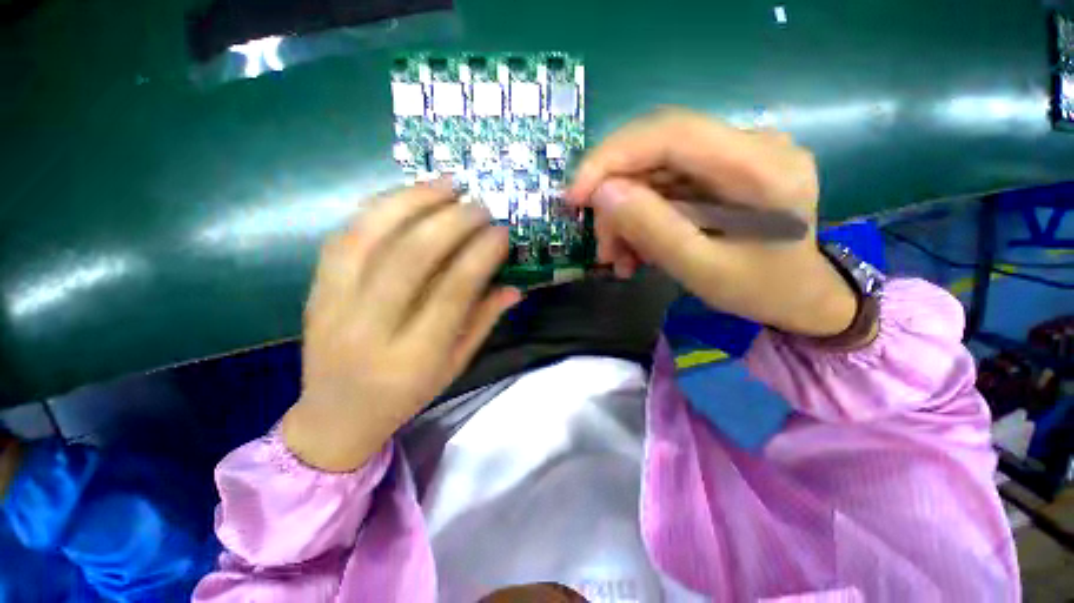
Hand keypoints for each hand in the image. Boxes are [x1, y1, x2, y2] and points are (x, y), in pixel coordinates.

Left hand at [282, 181, 520, 471]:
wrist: (334, 416)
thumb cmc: (406, 395)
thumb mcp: (454, 367)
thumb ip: (483, 322)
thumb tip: (514, 286)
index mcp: (414, 356)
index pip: (452, 291)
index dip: (480, 254)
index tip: (501, 232)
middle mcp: (370, 328)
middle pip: (411, 256)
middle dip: (451, 221)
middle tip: (479, 205)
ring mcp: (333, 305)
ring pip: (371, 236)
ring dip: (412, 201)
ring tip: (446, 184)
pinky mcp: (315, 289)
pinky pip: (344, 236)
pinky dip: (378, 209)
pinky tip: (405, 196)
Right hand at [567, 108, 857, 338]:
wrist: (801, 296)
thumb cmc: (762, 290)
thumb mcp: (703, 270)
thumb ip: (654, 229)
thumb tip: (603, 193)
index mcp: (760, 166)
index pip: (671, 132)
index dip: (611, 157)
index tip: (575, 196)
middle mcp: (750, 145)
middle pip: (656, 152)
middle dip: (615, 199)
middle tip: (602, 245)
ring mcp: (734, 156)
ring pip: (653, 172)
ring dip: (625, 215)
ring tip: (618, 258)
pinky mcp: (720, 172)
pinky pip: (664, 186)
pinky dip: (640, 218)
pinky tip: (635, 249)